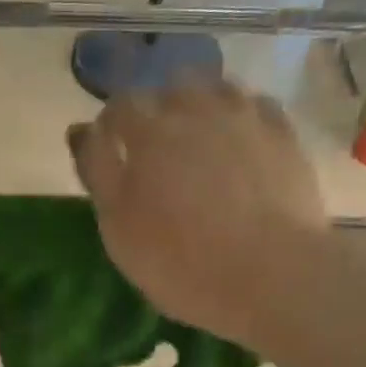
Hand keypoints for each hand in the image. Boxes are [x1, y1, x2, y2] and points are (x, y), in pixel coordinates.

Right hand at [68, 81, 336, 350]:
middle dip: (158, 111)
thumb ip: (98, 174)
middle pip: (169, 90)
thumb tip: (81, 130)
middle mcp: (197, 110)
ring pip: (216, 90)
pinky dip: (241, 119)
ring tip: (201, 144)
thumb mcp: (120, 231)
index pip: (118, 107)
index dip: (111, 127)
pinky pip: (256, 108)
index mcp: (149, 134)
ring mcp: (246, 117)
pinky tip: (241, 146)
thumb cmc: (184, 264)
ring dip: (201, 107)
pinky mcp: (284, 135)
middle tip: (157, 152)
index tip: (111, 153)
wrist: (274, 276)